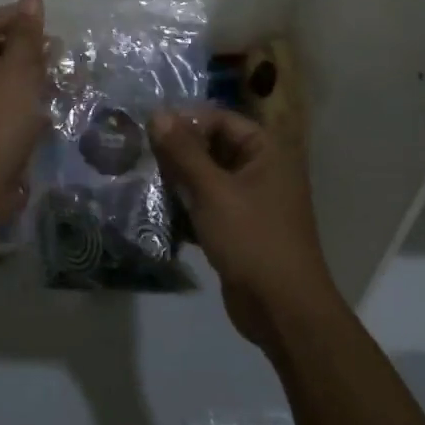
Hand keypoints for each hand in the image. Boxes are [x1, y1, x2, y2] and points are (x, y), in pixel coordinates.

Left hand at [0, 0, 47, 238]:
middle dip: (25, 48)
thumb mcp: (16, 70)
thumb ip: (26, 34)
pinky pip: (2, 108)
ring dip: (28, 76)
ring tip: (59, 77)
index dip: (14, 17)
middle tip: (56, 50)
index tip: (45, 22)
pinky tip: (47, 109)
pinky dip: (23, 103)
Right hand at [148, 105, 337, 349]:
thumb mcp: (213, 191)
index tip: (149, 130)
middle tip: (140, 155)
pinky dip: (186, 205)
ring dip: (178, 180)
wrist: (283, 311)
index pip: (220, 119)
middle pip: (212, 146)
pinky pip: (208, 204)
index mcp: (266, 151)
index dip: (186, 121)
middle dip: (178, 152)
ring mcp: (251, 200)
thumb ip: (183, 151)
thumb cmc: (252, 240)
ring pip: (207, 177)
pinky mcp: (239, 227)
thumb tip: (157, 113)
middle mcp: (262, 169)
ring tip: (144, 181)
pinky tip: (157, 211)